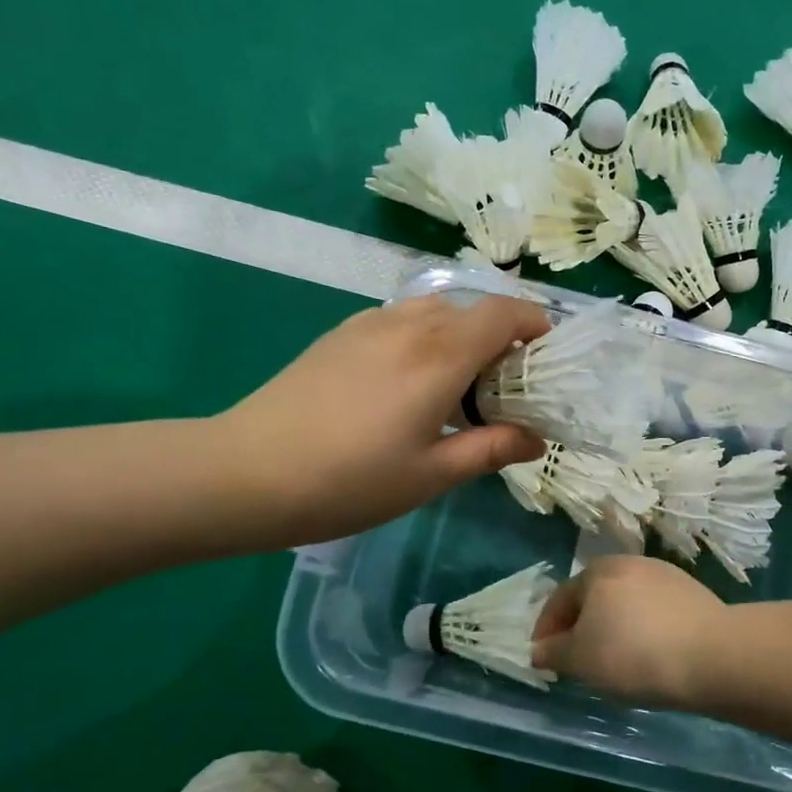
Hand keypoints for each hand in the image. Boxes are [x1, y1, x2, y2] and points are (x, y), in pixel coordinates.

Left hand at [221, 293, 548, 547]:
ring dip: (460, 334)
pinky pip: (400, 318)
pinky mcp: (340, 334)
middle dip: (500, 337)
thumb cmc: (349, 482)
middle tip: (503, 387)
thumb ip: (490, 449)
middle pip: (472, 309)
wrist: (247, 472)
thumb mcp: (430, 475)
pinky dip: (424, 335)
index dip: (533, 324)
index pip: (503, 314)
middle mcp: (409, 325)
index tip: (544, 356)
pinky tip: (407, 380)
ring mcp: (369, 324)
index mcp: (440, 357)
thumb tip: (535, 439)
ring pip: (435, 310)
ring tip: (456, 384)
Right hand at [532, 555, 727, 708]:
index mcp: (596, 571)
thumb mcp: (581, 660)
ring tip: (615, 662)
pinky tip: (650, 656)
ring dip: (613, 629)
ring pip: (625, 604)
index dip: (546, 631)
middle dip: (581, 628)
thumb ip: (553, 652)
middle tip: (578, 661)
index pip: (559, 599)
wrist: (712, 654)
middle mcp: (628, 563)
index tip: (543, 659)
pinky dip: (642, 631)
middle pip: (593, 598)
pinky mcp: (691, 593)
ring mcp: (664, 575)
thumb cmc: (634, 654)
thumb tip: (538, 649)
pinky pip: (653, 613)